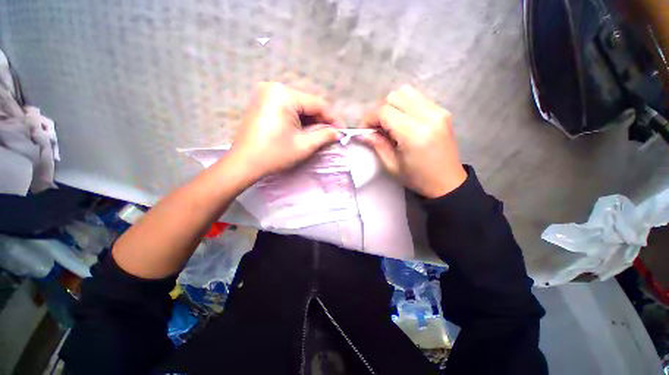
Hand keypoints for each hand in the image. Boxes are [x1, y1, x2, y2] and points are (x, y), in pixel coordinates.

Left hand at [227, 82, 341, 181]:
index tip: (343, 130)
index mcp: (283, 94)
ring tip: (320, 134)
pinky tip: (304, 130)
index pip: (317, 103)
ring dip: (311, 120)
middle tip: (332, 134)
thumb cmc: (274, 154)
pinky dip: (298, 119)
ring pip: (298, 106)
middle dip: (321, 120)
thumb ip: (324, 135)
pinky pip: (287, 108)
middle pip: (307, 103)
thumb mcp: (304, 145)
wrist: (243, 163)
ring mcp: (265, 94)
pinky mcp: (262, 103)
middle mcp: (273, 88)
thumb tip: (338, 132)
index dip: (333, 118)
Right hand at [360, 85, 466, 197]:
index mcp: (414, 134)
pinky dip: (405, 105)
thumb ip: (377, 145)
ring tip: (391, 123)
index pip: (385, 112)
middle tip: (378, 128)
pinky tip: (404, 121)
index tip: (365, 130)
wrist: (447, 182)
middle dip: (380, 111)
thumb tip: (362, 133)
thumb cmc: (417, 178)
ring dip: (393, 105)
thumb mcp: (392, 166)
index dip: (370, 119)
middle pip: (395, 96)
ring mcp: (438, 111)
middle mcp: (428, 116)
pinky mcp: (443, 111)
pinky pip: (418, 98)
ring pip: (406, 92)